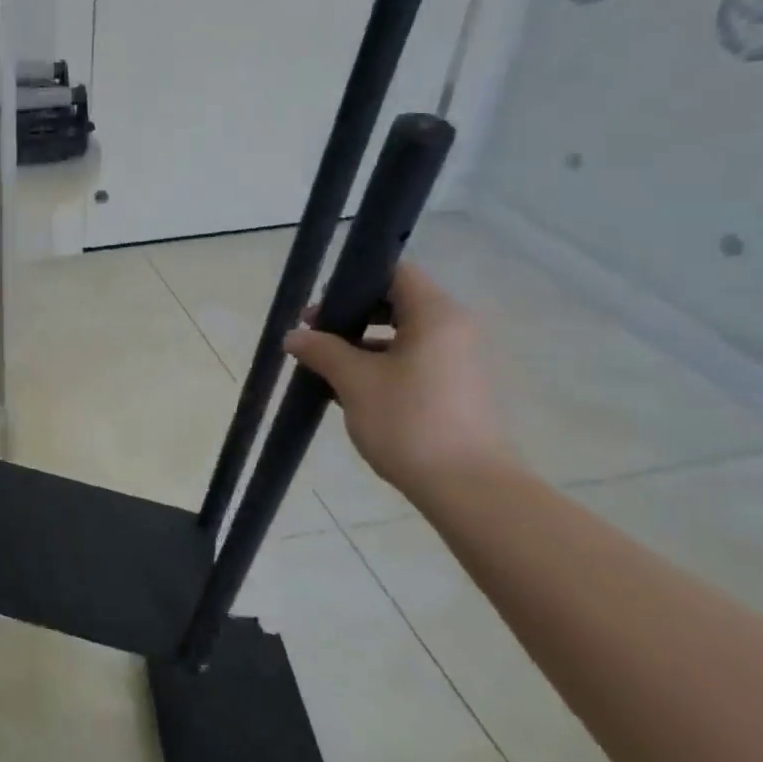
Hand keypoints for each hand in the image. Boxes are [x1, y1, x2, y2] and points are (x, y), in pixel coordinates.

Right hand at [283, 263, 514, 497]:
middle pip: (399, 303)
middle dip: (352, 316)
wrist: (469, 488)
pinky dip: (384, 365)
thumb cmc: (409, 422)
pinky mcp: (461, 389)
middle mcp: (456, 329)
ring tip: (327, 368)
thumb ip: (322, 350)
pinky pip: (417, 361)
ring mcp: (462, 360)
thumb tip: (293, 335)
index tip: (321, 307)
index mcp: (436, 315)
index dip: (353, 281)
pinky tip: (353, 392)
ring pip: (405, 335)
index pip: (395, 273)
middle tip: (314, 335)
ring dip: (364, 344)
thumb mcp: (354, 382)